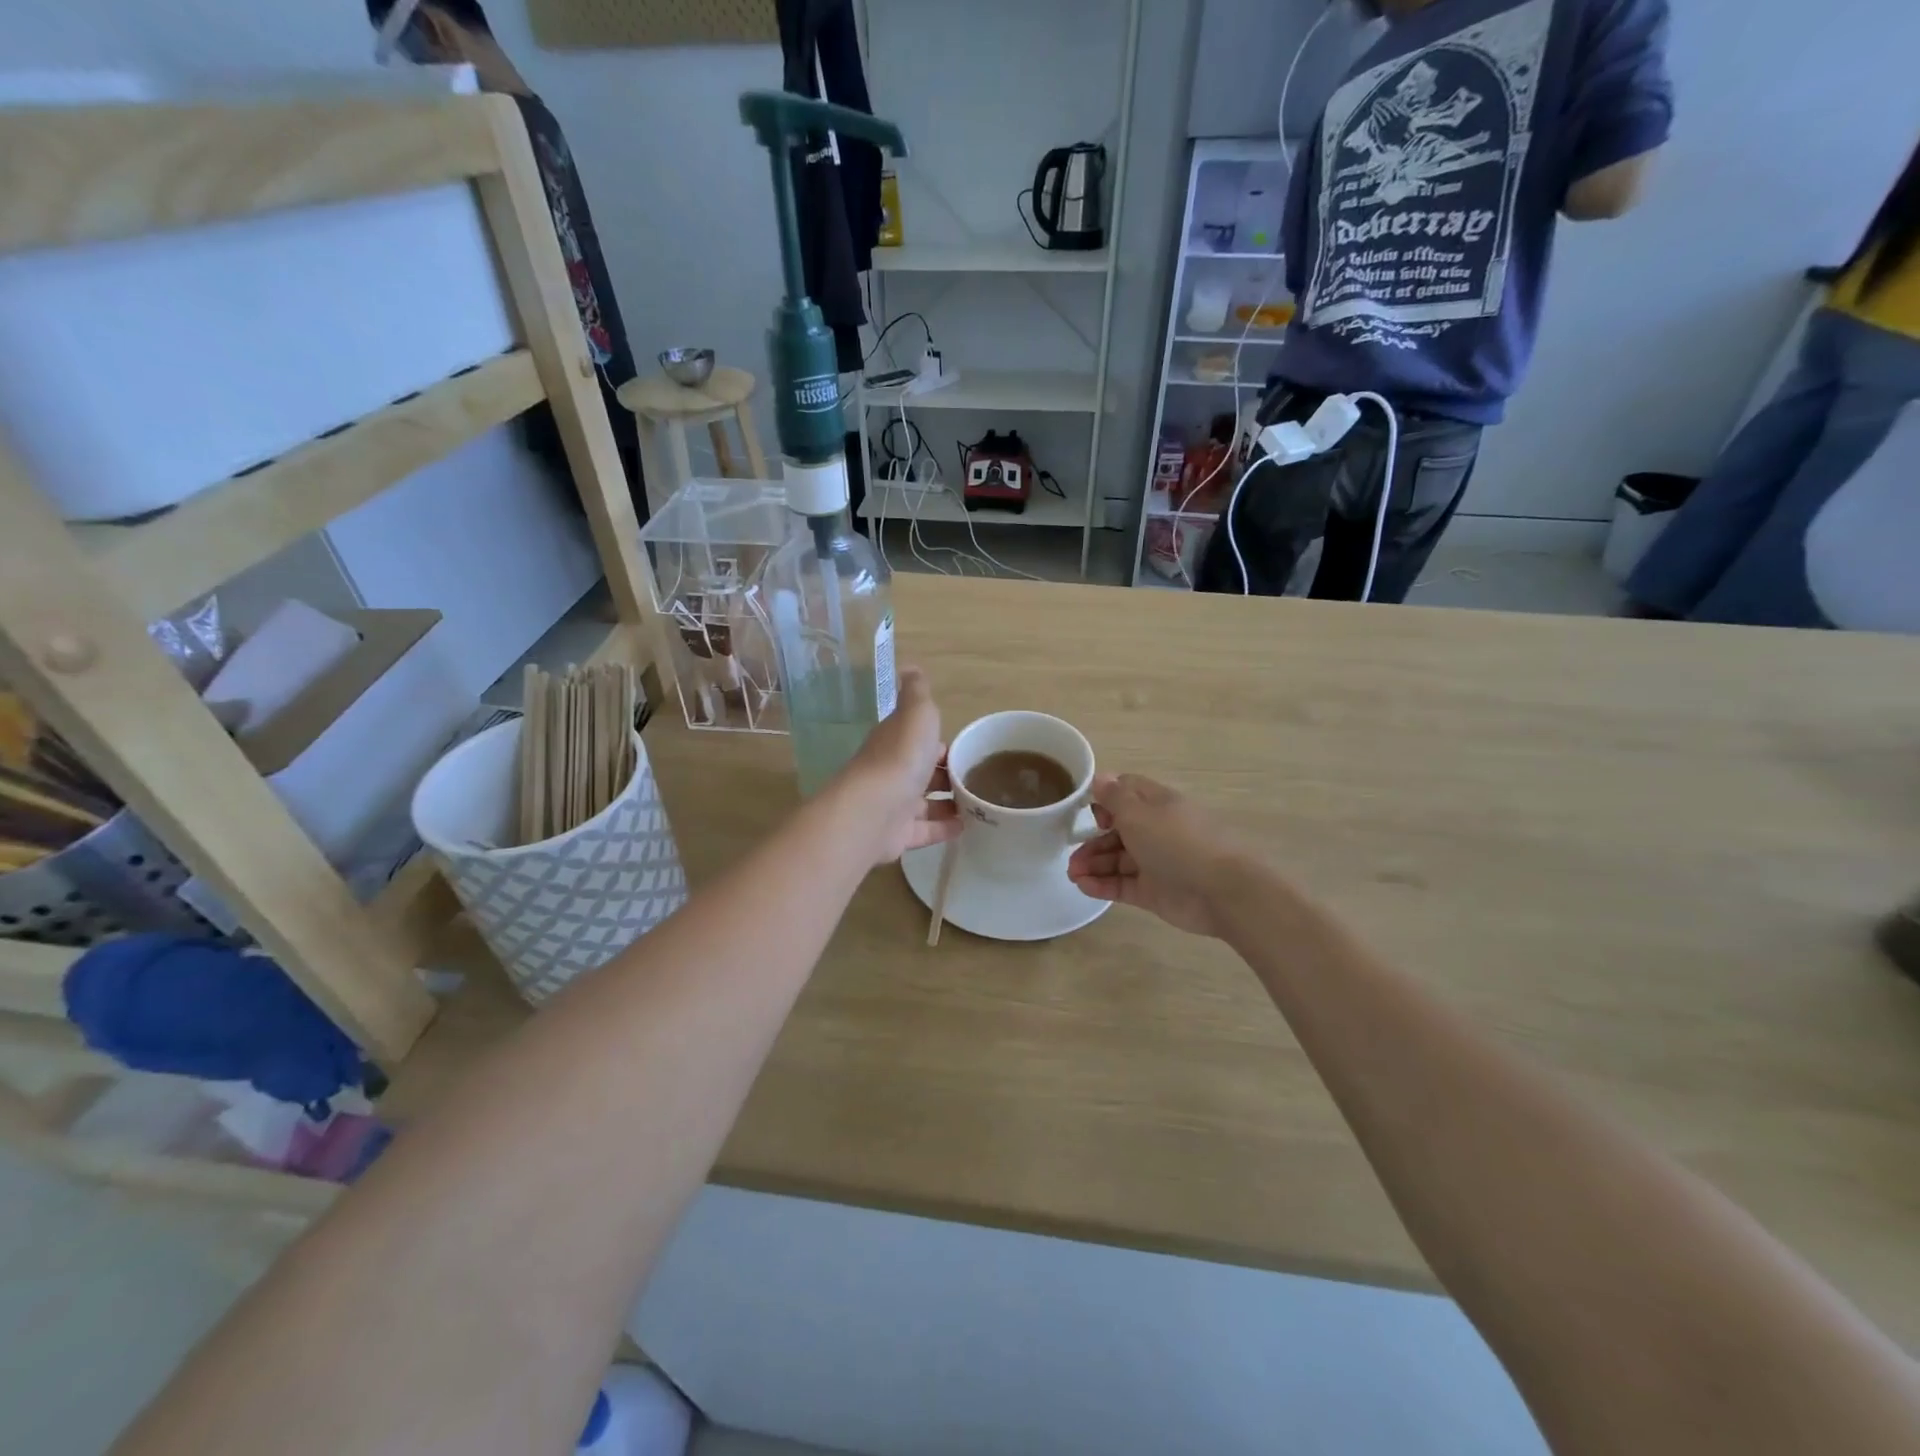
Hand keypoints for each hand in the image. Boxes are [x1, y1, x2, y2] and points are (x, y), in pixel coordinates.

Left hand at [836, 666, 960, 865]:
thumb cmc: (901, 756)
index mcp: (895, 741)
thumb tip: (910, 666)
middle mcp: (892, 772)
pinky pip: (925, 830)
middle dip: (947, 774)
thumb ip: (916, 692)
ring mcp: (894, 806)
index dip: (941, 742)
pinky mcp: (898, 835)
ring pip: (925, 803)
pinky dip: (944, 828)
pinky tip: (967, 828)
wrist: (876, 809)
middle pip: (923, 772)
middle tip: (979, 780)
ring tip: (980, 806)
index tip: (968, 748)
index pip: (920, 739)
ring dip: (949, 803)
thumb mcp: (916, 713)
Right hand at [1067, 773, 1237, 936]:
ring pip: (1117, 859)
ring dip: (1093, 864)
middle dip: (1092, 840)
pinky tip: (1083, 886)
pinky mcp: (1154, 891)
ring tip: (1073, 874)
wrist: (1221, 891)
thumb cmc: (1177, 842)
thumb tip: (1100, 777)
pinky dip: (1102, 884)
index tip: (1086, 812)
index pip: (1126, 793)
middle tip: (1071, 854)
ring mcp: (1156, 862)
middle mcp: (1156, 830)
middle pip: (1117, 830)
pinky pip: (1123, 884)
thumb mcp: (1139, 813)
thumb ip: (1115, 797)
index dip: (1104, 800)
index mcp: (1157, 804)